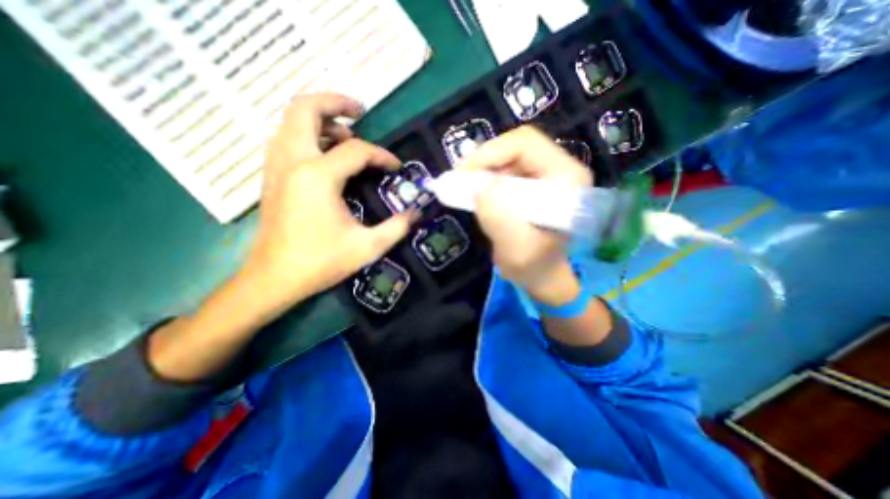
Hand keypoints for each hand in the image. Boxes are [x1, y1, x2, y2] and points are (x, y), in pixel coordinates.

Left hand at [238, 92, 414, 312]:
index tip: (395, 167)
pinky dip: (307, 134)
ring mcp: (277, 167)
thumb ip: (396, 227)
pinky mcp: (272, 177)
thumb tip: (416, 213)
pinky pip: (286, 139)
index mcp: (317, 177)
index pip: (356, 150)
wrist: (275, 277)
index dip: (381, 155)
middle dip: (335, 102)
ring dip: (320, 119)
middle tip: (359, 111)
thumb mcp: (368, 247)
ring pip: (291, 121)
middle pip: (305, 109)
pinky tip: (325, 154)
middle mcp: (293, 162)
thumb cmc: (321, 262)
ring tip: (346, 135)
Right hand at [459, 126, 588, 303]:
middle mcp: (561, 169)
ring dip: (482, 171)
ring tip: (465, 190)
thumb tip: (480, 185)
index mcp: (568, 179)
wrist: (541, 274)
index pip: (526, 144)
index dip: (490, 153)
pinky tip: (476, 194)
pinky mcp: (533, 182)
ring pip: (507, 157)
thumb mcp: (516, 250)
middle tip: (459, 181)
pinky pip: (504, 170)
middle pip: (516, 147)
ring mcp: (546, 174)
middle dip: (483, 161)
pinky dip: (485, 179)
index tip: (463, 173)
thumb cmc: (534, 267)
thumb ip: (500, 218)